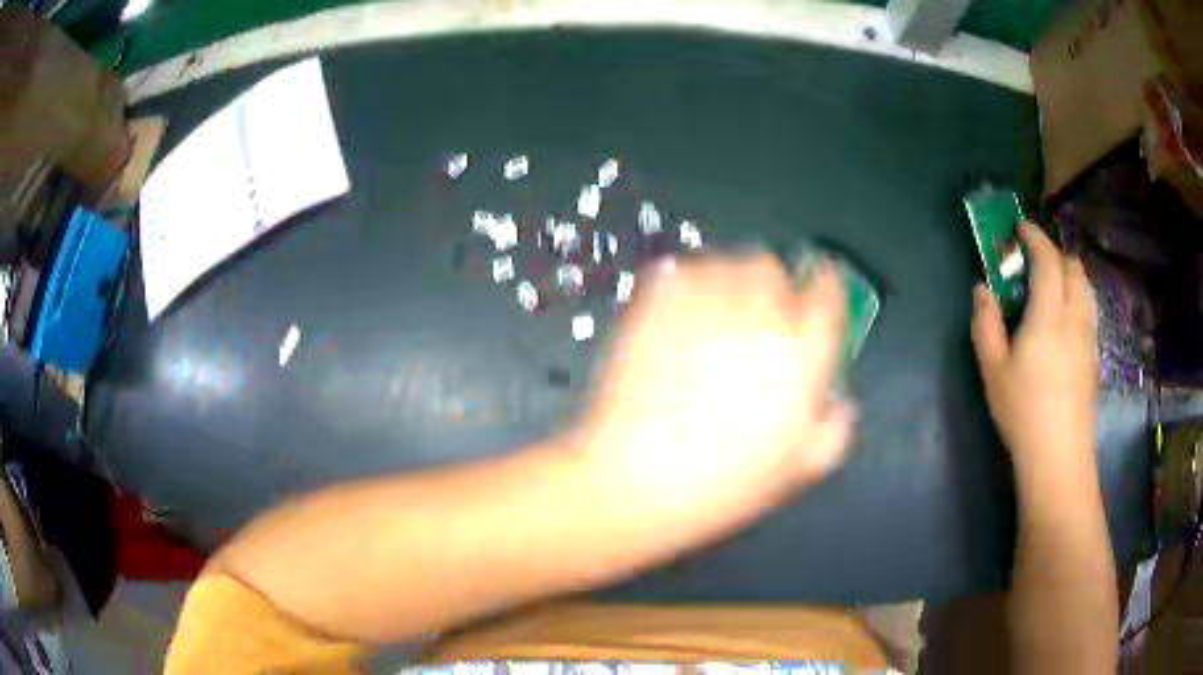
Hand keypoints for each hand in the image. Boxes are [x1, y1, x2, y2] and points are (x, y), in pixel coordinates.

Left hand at [573, 253, 854, 537]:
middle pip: (773, 268)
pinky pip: (682, 269)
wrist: (636, 481)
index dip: (824, 284)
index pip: (827, 291)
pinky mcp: (658, 302)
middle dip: (769, 286)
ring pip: (727, 261)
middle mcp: (759, 319)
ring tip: (714, 317)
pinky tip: (681, 317)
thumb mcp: (796, 470)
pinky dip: (687, 284)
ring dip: (728, 281)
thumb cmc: (718, 485)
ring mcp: (706, 305)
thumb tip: (839, 402)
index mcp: (801, 356)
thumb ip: (833, 429)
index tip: (817, 286)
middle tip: (753, 317)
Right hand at [971, 222, 1097, 479]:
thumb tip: (981, 289)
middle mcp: (1075, 317)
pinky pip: (1090, 309)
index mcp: (1049, 316)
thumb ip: (986, 324)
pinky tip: (1066, 319)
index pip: (1048, 260)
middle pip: (1073, 267)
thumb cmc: (1023, 413)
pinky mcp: (1095, 355)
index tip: (1020, 228)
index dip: (1035, 237)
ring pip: (1086, 287)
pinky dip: (1078, 297)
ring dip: (1069, 274)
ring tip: (1052, 286)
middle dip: (1054, 253)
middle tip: (1035, 261)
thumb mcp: (993, 371)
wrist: (1059, 457)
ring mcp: (1089, 336)